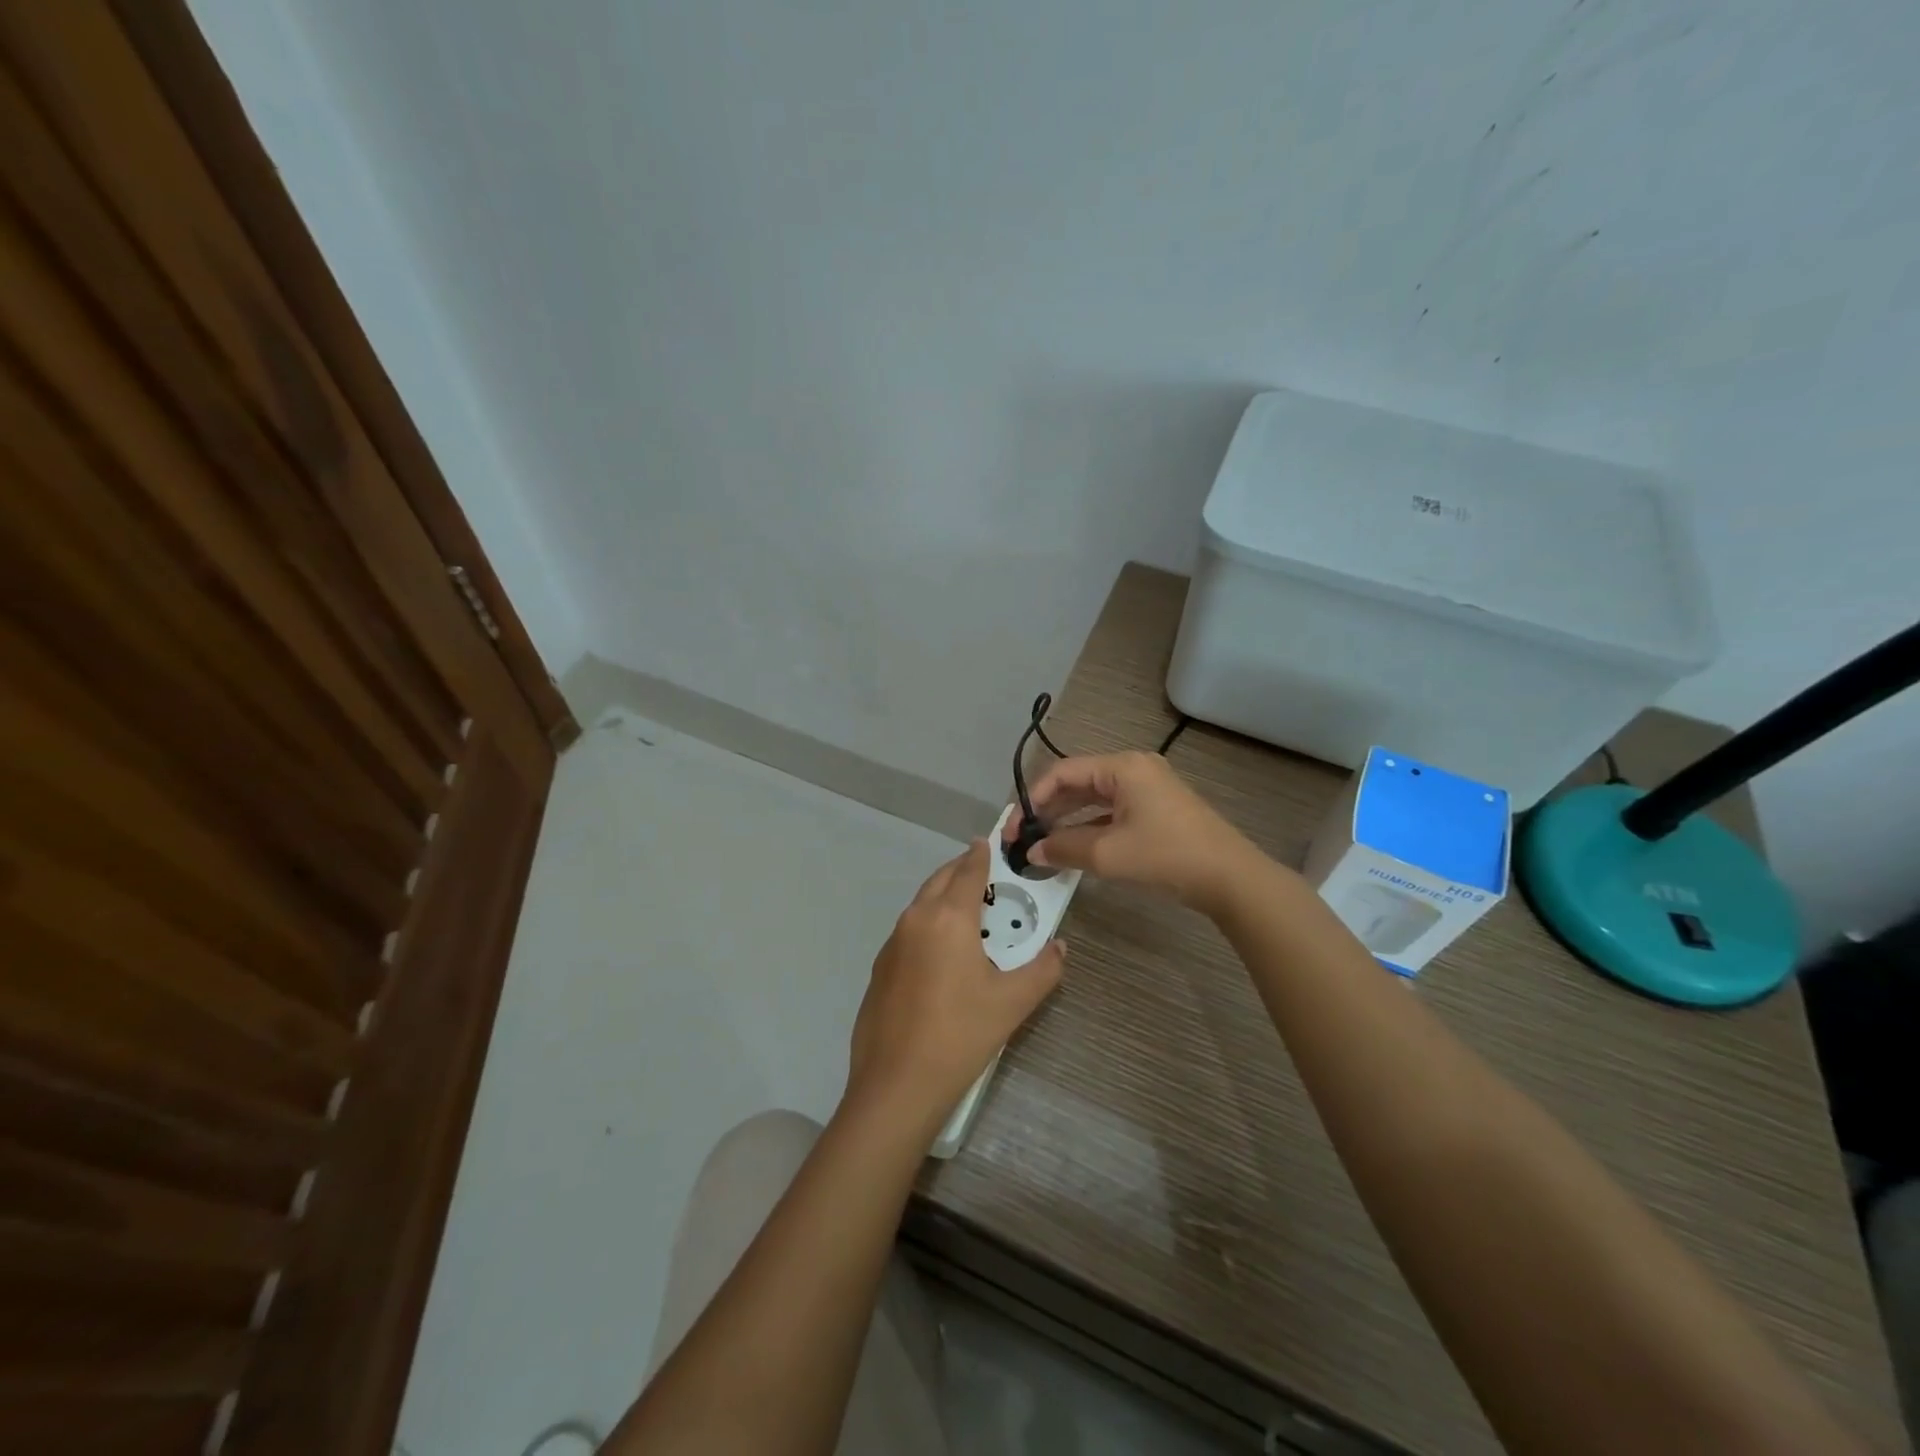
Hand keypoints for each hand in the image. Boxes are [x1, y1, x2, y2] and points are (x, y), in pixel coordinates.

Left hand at [846, 840, 1065, 1136]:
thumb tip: (1059, 947)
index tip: (990, 840)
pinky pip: (909, 929)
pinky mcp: (880, 967)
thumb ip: (1043, 969)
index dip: (982, 853)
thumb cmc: (960, 1035)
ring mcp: (892, 943)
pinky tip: (942, 952)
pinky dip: (928, 923)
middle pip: (940, 879)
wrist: (896, 1084)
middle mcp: (916, 919)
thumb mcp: (1013, 1003)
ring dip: (944, 896)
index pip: (968, 870)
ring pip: (922, 903)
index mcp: (948, 918)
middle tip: (986, 874)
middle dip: (962, 870)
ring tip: (969, 911)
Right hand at [1007, 751, 1264, 913]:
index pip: (1062, 773)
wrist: (1231, 879)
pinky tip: (1072, 848)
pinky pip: (1111, 812)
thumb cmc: (1167, 856)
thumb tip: (1032, 851)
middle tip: (1022, 838)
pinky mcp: (1155, 810)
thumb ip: (1064, 848)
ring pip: (1093, 799)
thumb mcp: (1108, 854)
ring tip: (1041, 844)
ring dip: (1066, 820)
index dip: (1032, 799)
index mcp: (1122, 767)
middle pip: (1077, 783)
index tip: (1013, 828)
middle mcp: (1133, 770)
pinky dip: (1089, 827)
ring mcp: (1147, 789)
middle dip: (1047, 810)